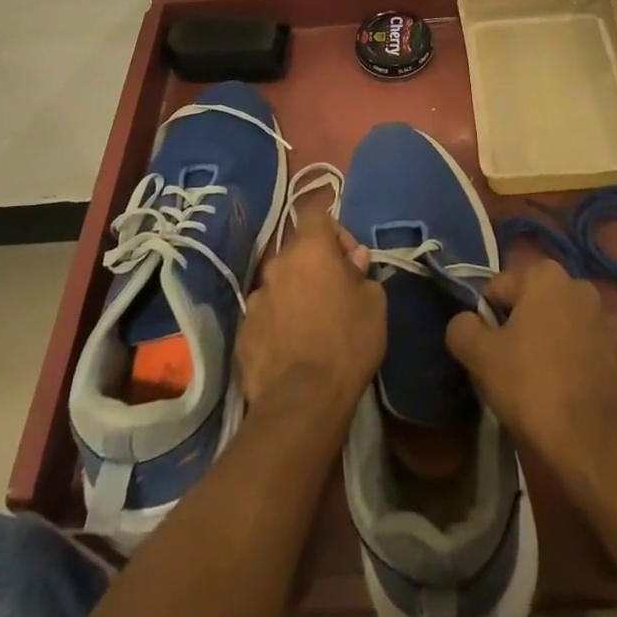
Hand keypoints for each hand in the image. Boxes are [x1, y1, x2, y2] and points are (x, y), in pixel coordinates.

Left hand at [236, 208, 385, 427]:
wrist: (301, 404)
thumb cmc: (346, 344)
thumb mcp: (374, 303)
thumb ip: (362, 272)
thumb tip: (352, 260)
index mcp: (310, 249)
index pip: (315, 212)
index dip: (333, 229)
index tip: (348, 258)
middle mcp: (277, 264)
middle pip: (296, 251)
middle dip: (315, 266)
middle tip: (334, 294)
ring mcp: (255, 298)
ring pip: (280, 284)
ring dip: (295, 294)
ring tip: (311, 327)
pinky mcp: (242, 331)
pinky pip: (265, 315)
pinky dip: (278, 323)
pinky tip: (292, 349)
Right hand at [445, 260, 616, 460]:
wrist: (593, 445)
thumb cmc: (532, 387)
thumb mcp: (480, 356)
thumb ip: (462, 328)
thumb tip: (465, 322)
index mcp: (545, 274)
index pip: (498, 289)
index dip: (485, 319)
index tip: (486, 352)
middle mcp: (578, 285)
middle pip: (530, 303)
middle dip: (517, 327)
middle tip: (507, 367)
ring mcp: (604, 318)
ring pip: (557, 324)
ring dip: (545, 343)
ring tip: (536, 383)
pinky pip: (581, 347)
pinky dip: (569, 360)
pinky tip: (562, 391)